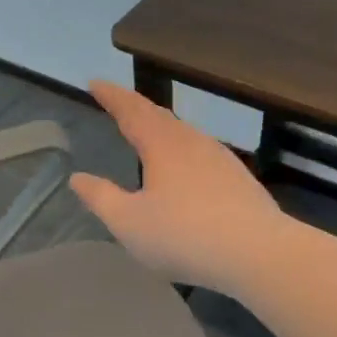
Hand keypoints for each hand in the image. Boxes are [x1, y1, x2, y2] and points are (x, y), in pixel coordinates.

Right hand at [70, 81, 289, 292]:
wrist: (259, 254)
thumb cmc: (185, 236)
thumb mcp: (129, 223)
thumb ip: (101, 198)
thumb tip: (77, 178)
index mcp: (162, 145)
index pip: (131, 111)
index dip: (111, 96)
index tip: (94, 83)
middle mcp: (191, 142)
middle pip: (159, 115)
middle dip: (134, 106)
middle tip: (117, 100)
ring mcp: (219, 158)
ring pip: (183, 132)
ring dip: (161, 125)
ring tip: (147, 128)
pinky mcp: (238, 178)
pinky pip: (200, 151)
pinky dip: (181, 147)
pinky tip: (185, 164)